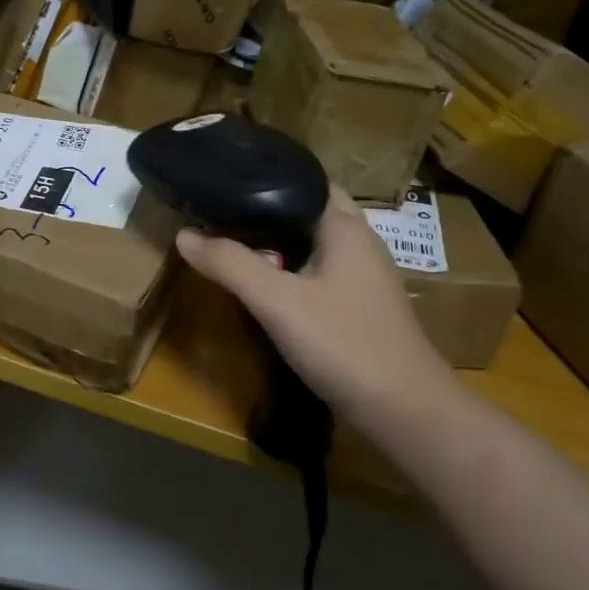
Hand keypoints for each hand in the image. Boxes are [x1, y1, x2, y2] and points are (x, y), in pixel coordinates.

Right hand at [176, 188, 463, 431]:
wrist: (405, 412)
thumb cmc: (343, 344)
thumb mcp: (277, 302)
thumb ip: (230, 264)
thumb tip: (183, 234)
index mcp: (346, 227)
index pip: (304, 181)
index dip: (266, 177)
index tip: (224, 181)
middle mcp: (360, 244)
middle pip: (310, 212)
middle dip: (270, 211)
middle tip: (224, 215)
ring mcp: (364, 278)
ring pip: (316, 244)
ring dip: (280, 242)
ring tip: (236, 244)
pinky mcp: (361, 308)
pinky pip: (321, 273)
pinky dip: (293, 270)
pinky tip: (268, 288)